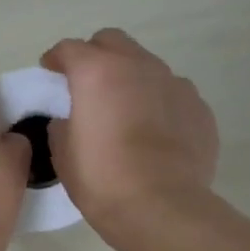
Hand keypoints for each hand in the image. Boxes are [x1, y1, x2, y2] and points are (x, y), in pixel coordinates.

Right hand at [40, 28, 218, 237]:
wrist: (162, 208)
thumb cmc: (102, 180)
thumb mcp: (63, 153)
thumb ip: (62, 124)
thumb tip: (71, 117)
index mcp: (97, 72)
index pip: (69, 49)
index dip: (55, 60)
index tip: (49, 74)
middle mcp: (139, 66)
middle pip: (112, 42)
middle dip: (96, 56)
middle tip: (88, 87)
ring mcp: (175, 84)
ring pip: (147, 66)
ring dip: (131, 80)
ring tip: (126, 114)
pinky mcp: (199, 107)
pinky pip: (173, 95)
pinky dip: (159, 105)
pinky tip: (155, 135)